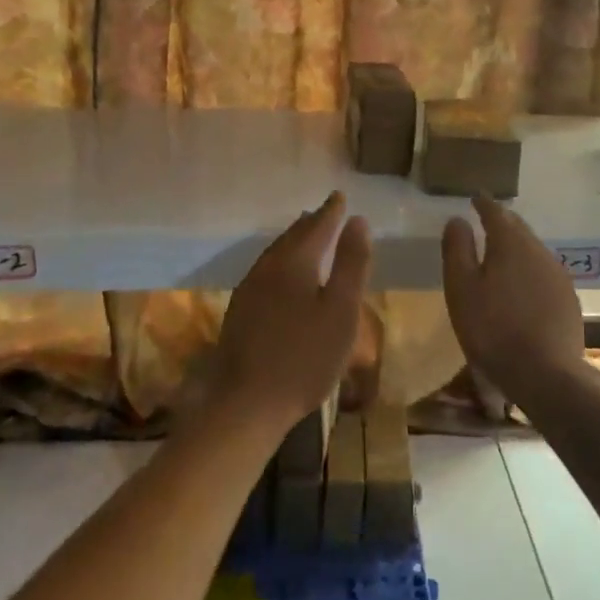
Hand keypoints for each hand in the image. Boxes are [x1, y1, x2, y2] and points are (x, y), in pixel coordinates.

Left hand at [213, 191, 371, 434]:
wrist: (248, 402)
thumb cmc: (305, 356)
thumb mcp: (342, 310)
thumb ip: (352, 263)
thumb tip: (358, 221)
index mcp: (294, 261)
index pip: (317, 226)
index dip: (331, 212)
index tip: (340, 197)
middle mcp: (268, 266)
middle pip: (293, 236)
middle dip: (311, 223)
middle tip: (325, 212)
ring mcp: (250, 289)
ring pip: (276, 253)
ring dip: (294, 241)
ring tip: (306, 235)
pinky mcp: (240, 310)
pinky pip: (266, 270)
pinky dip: (282, 261)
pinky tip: (284, 275)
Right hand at [441, 195, 587, 411]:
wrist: (545, 375)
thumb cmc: (492, 328)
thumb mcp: (461, 288)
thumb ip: (457, 249)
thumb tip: (457, 220)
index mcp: (510, 243)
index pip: (496, 212)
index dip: (483, 203)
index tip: (475, 197)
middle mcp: (539, 251)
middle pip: (518, 228)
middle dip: (502, 222)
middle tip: (486, 221)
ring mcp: (558, 275)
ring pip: (533, 250)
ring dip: (517, 247)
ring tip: (501, 254)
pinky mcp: (568, 299)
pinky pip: (544, 273)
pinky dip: (529, 270)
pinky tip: (522, 287)